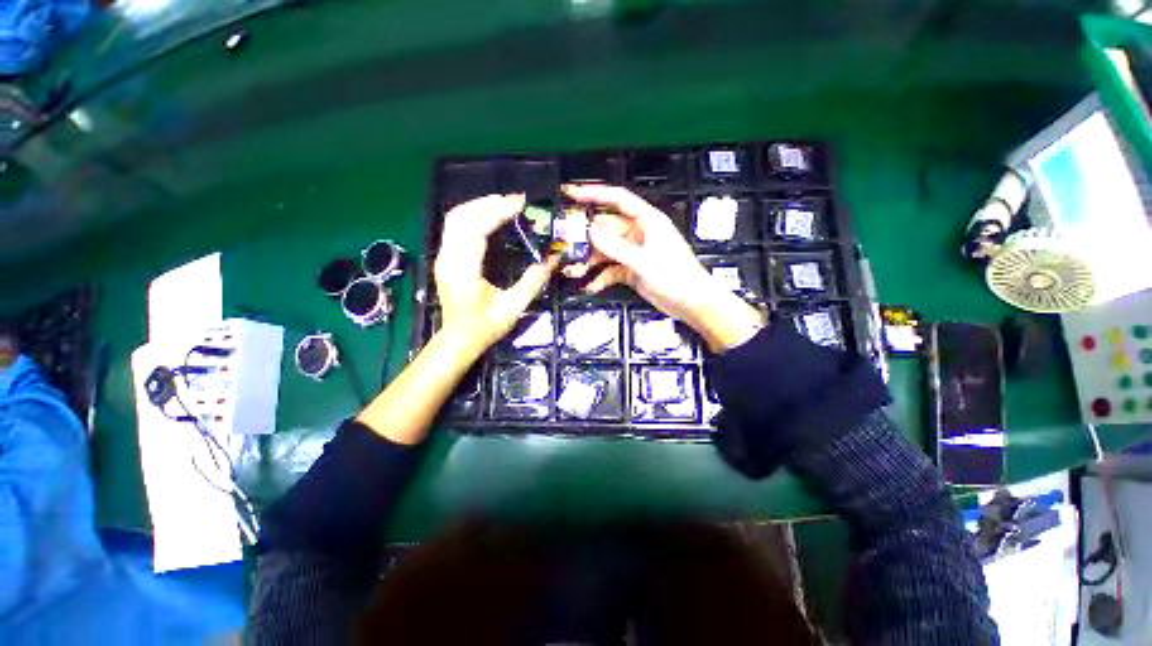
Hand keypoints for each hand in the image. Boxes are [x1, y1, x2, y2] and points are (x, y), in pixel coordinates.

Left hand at [434, 194, 559, 354]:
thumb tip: (553, 259)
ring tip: (503, 203)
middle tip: (514, 200)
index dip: (498, 213)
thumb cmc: (485, 327)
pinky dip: (471, 217)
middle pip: (460, 217)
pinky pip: (454, 229)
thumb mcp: (513, 307)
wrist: (458, 341)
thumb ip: (533, 282)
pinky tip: (488, 217)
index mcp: (464, 270)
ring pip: (453, 220)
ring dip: (477, 207)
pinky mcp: (444, 260)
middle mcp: (448, 259)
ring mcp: (443, 258)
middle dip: (487, 203)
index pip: (477, 230)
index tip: (519, 203)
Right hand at [562, 184, 763, 351]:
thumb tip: (590, 231)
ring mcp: (633, 253)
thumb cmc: (676, 276)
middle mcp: (638, 233)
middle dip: (585, 239)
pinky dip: (600, 277)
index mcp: (647, 221)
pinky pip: (610, 270)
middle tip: (565, 246)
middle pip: (606, 229)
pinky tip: (591, 286)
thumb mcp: (644, 261)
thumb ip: (617, 247)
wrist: (691, 303)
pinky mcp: (630, 270)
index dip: (594, 194)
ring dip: (589, 261)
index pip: (617, 200)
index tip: (570, 193)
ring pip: (605, 251)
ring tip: (573, 272)